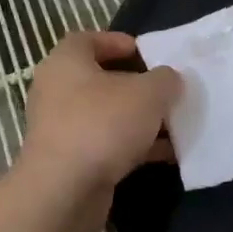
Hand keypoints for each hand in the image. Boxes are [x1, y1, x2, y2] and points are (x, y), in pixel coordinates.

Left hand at [18, 31, 181, 205]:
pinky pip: (107, 145)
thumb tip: (169, 80)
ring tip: (175, 124)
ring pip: (107, 115)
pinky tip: (167, 154)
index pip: (88, 39)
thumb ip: (165, 79)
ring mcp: (61, 128)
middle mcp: (57, 91)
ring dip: (140, 120)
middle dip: (137, 86)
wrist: (65, 191)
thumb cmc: (103, 124)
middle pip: (101, 80)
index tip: (149, 54)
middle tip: (166, 90)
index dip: (118, 42)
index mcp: (66, 62)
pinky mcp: (70, 161)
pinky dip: (134, 147)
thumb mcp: (148, 93)